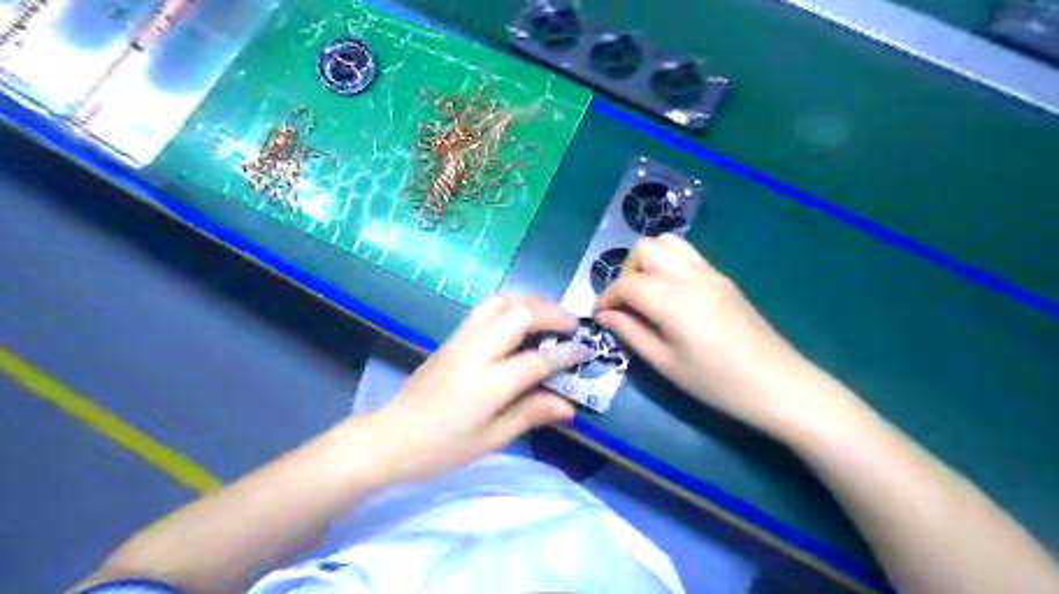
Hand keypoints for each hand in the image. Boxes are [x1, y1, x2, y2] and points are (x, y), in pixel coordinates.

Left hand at [362, 294, 586, 483]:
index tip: (586, 350)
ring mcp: (460, 340)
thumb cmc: (441, 449)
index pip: (537, 360)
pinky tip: (519, 318)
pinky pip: (484, 308)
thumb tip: (568, 406)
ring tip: (548, 315)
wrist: (389, 438)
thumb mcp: (490, 440)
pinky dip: (509, 304)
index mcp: (487, 385)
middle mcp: (475, 353)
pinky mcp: (451, 338)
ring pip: (500, 302)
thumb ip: (530, 415)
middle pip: (519, 315)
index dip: (565, 354)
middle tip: (571, 325)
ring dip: (529, 302)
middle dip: (551, 314)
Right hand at [595, 235, 825, 436]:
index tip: (600, 316)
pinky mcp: (723, 278)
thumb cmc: (717, 383)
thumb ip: (631, 333)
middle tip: (627, 304)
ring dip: (648, 261)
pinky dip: (668, 263)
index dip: (607, 297)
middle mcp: (689, 276)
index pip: (626, 283)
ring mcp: (710, 273)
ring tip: (647, 294)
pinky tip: (670, 294)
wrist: (778, 385)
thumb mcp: (666, 365)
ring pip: (668, 243)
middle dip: (626, 272)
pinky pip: (687, 254)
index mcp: (672, 300)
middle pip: (645, 249)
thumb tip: (605, 315)